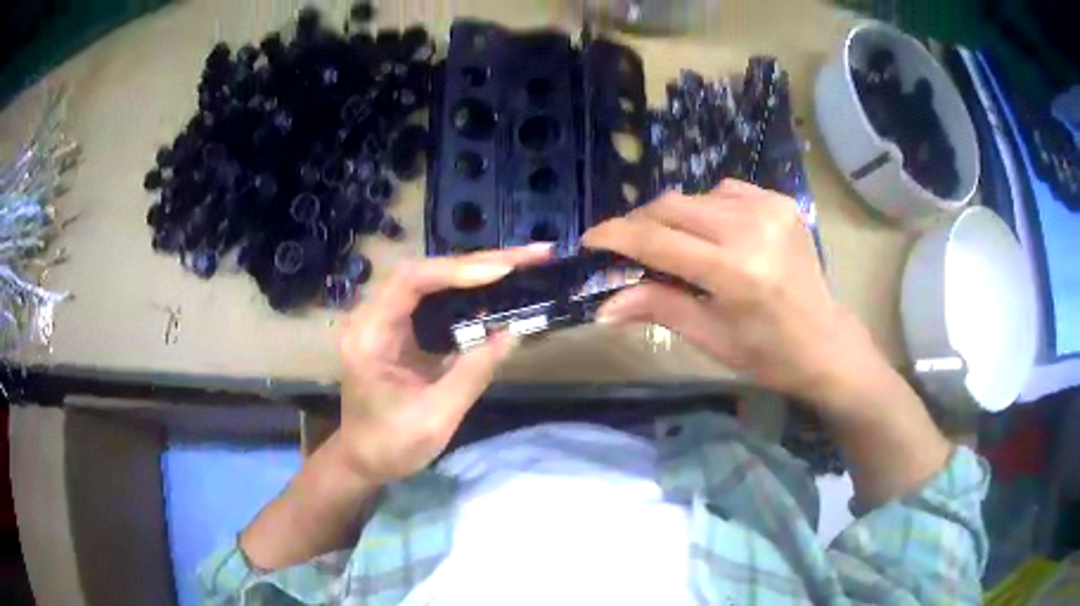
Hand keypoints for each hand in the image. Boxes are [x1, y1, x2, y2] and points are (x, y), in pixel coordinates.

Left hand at [337, 245, 551, 482]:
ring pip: (431, 280)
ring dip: (476, 270)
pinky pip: (432, 299)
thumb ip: (473, 372)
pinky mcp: (398, 329)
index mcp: (370, 335)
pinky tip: (495, 288)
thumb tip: (514, 332)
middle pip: (424, 272)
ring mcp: (384, 320)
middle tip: (529, 257)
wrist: (362, 459)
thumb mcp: (436, 416)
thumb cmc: (391, 444)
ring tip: (521, 265)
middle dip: (478, 262)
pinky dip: (466, 291)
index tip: (504, 271)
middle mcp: (372, 316)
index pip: (411, 282)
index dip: (457, 271)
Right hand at [584, 180, 866, 402]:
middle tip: (626, 246)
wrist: (826, 341)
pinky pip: (725, 192)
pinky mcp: (781, 201)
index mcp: (735, 273)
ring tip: (674, 246)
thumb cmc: (768, 354)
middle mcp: (752, 229)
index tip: (590, 240)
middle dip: (640, 223)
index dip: (616, 236)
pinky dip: (707, 209)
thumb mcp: (711, 338)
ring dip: (674, 218)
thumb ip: (658, 308)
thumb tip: (603, 305)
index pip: (657, 241)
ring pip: (695, 195)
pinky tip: (713, 233)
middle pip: (672, 206)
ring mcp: (770, 208)